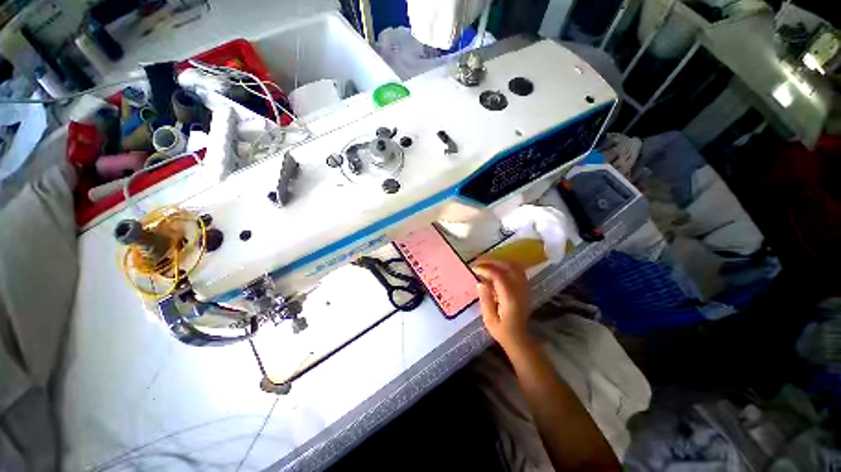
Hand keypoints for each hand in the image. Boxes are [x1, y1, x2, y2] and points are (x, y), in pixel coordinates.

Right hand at [473, 258, 531, 351]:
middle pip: (509, 266)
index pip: (499, 276)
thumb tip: (480, 282)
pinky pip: (517, 270)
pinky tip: (496, 269)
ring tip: (486, 263)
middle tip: (479, 262)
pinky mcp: (524, 288)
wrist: (519, 339)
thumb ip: (485, 299)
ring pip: (515, 266)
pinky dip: (506, 266)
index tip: (474, 269)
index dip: (486, 269)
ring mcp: (524, 288)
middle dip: (493, 261)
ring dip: (500, 262)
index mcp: (510, 298)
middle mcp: (519, 290)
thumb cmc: (502, 331)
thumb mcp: (489, 319)